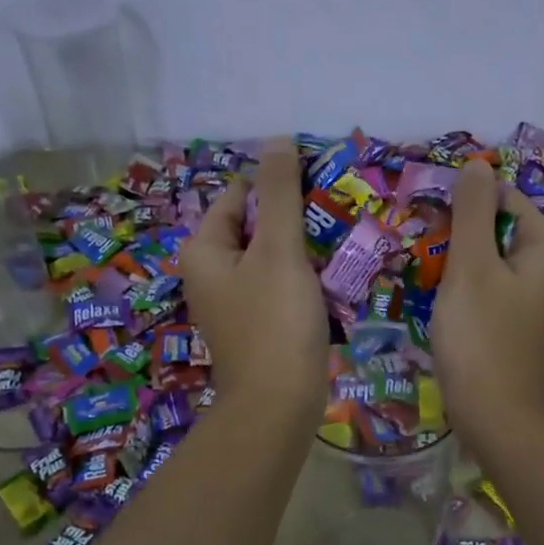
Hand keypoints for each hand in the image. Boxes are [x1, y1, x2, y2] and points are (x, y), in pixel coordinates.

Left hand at [179, 138, 328, 431]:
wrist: (278, 404)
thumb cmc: (275, 322)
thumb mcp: (278, 250)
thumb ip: (280, 193)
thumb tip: (276, 140)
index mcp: (203, 249)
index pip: (239, 195)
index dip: (277, 185)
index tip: (319, 186)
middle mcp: (210, 272)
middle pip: (255, 226)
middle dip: (293, 219)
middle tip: (335, 216)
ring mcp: (233, 302)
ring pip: (270, 258)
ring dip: (302, 249)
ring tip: (340, 243)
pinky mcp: (255, 325)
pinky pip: (278, 287)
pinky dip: (301, 279)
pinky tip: (330, 280)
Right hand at [431, 160, 543, 454]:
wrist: (499, 419)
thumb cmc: (482, 338)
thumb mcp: (471, 267)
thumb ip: (472, 212)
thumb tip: (476, 164)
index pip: (505, 200)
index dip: (465, 207)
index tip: (429, 227)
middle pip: (500, 232)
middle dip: (461, 240)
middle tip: (427, 261)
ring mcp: (541, 302)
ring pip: (493, 265)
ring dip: (460, 268)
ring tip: (432, 287)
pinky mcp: (524, 327)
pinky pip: (494, 293)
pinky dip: (469, 295)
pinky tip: (448, 313)